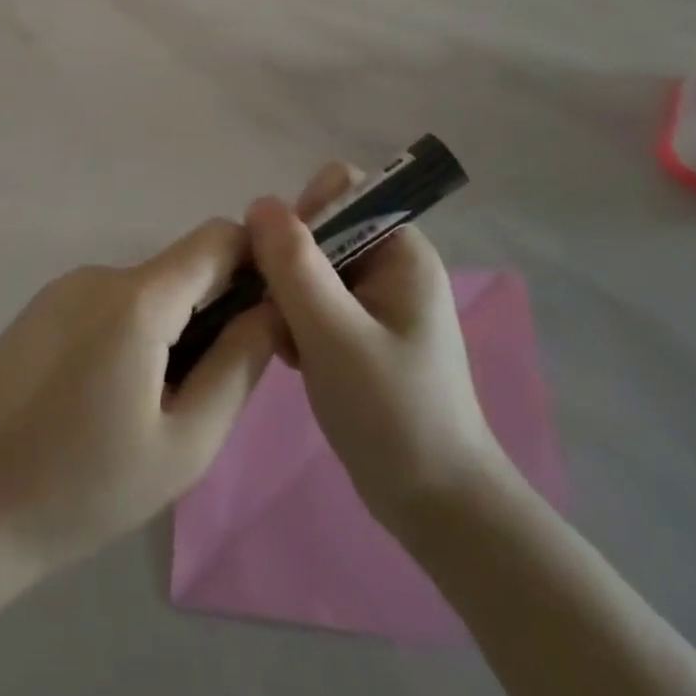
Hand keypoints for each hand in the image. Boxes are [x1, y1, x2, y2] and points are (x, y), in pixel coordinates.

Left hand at [0, 219, 278, 576]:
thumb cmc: (82, 486)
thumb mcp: (184, 443)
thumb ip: (238, 365)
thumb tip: (273, 308)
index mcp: (138, 298)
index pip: (217, 238)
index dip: (255, 261)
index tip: (271, 311)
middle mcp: (100, 274)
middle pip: (181, 269)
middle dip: (212, 311)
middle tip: (206, 389)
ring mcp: (63, 288)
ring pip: (145, 290)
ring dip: (169, 328)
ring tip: (150, 406)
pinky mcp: (40, 308)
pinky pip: (108, 303)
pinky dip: (131, 333)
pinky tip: (107, 397)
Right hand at [249, 163, 508, 534]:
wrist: (437, 506)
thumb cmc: (392, 413)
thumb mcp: (334, 334)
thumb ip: (294, 265)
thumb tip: (258, 202)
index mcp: (400, 250)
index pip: (342, 190)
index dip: (305, 213)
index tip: (285, 264)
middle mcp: (389, 263)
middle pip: (319, 227)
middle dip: (288, 264)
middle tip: (282, 314)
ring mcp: (375, 299)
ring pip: (308, 265)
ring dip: (287, 297)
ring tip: (289, 344)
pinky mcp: (360, 330)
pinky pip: (312, 300)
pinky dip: (295, 321)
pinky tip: (294, 358)